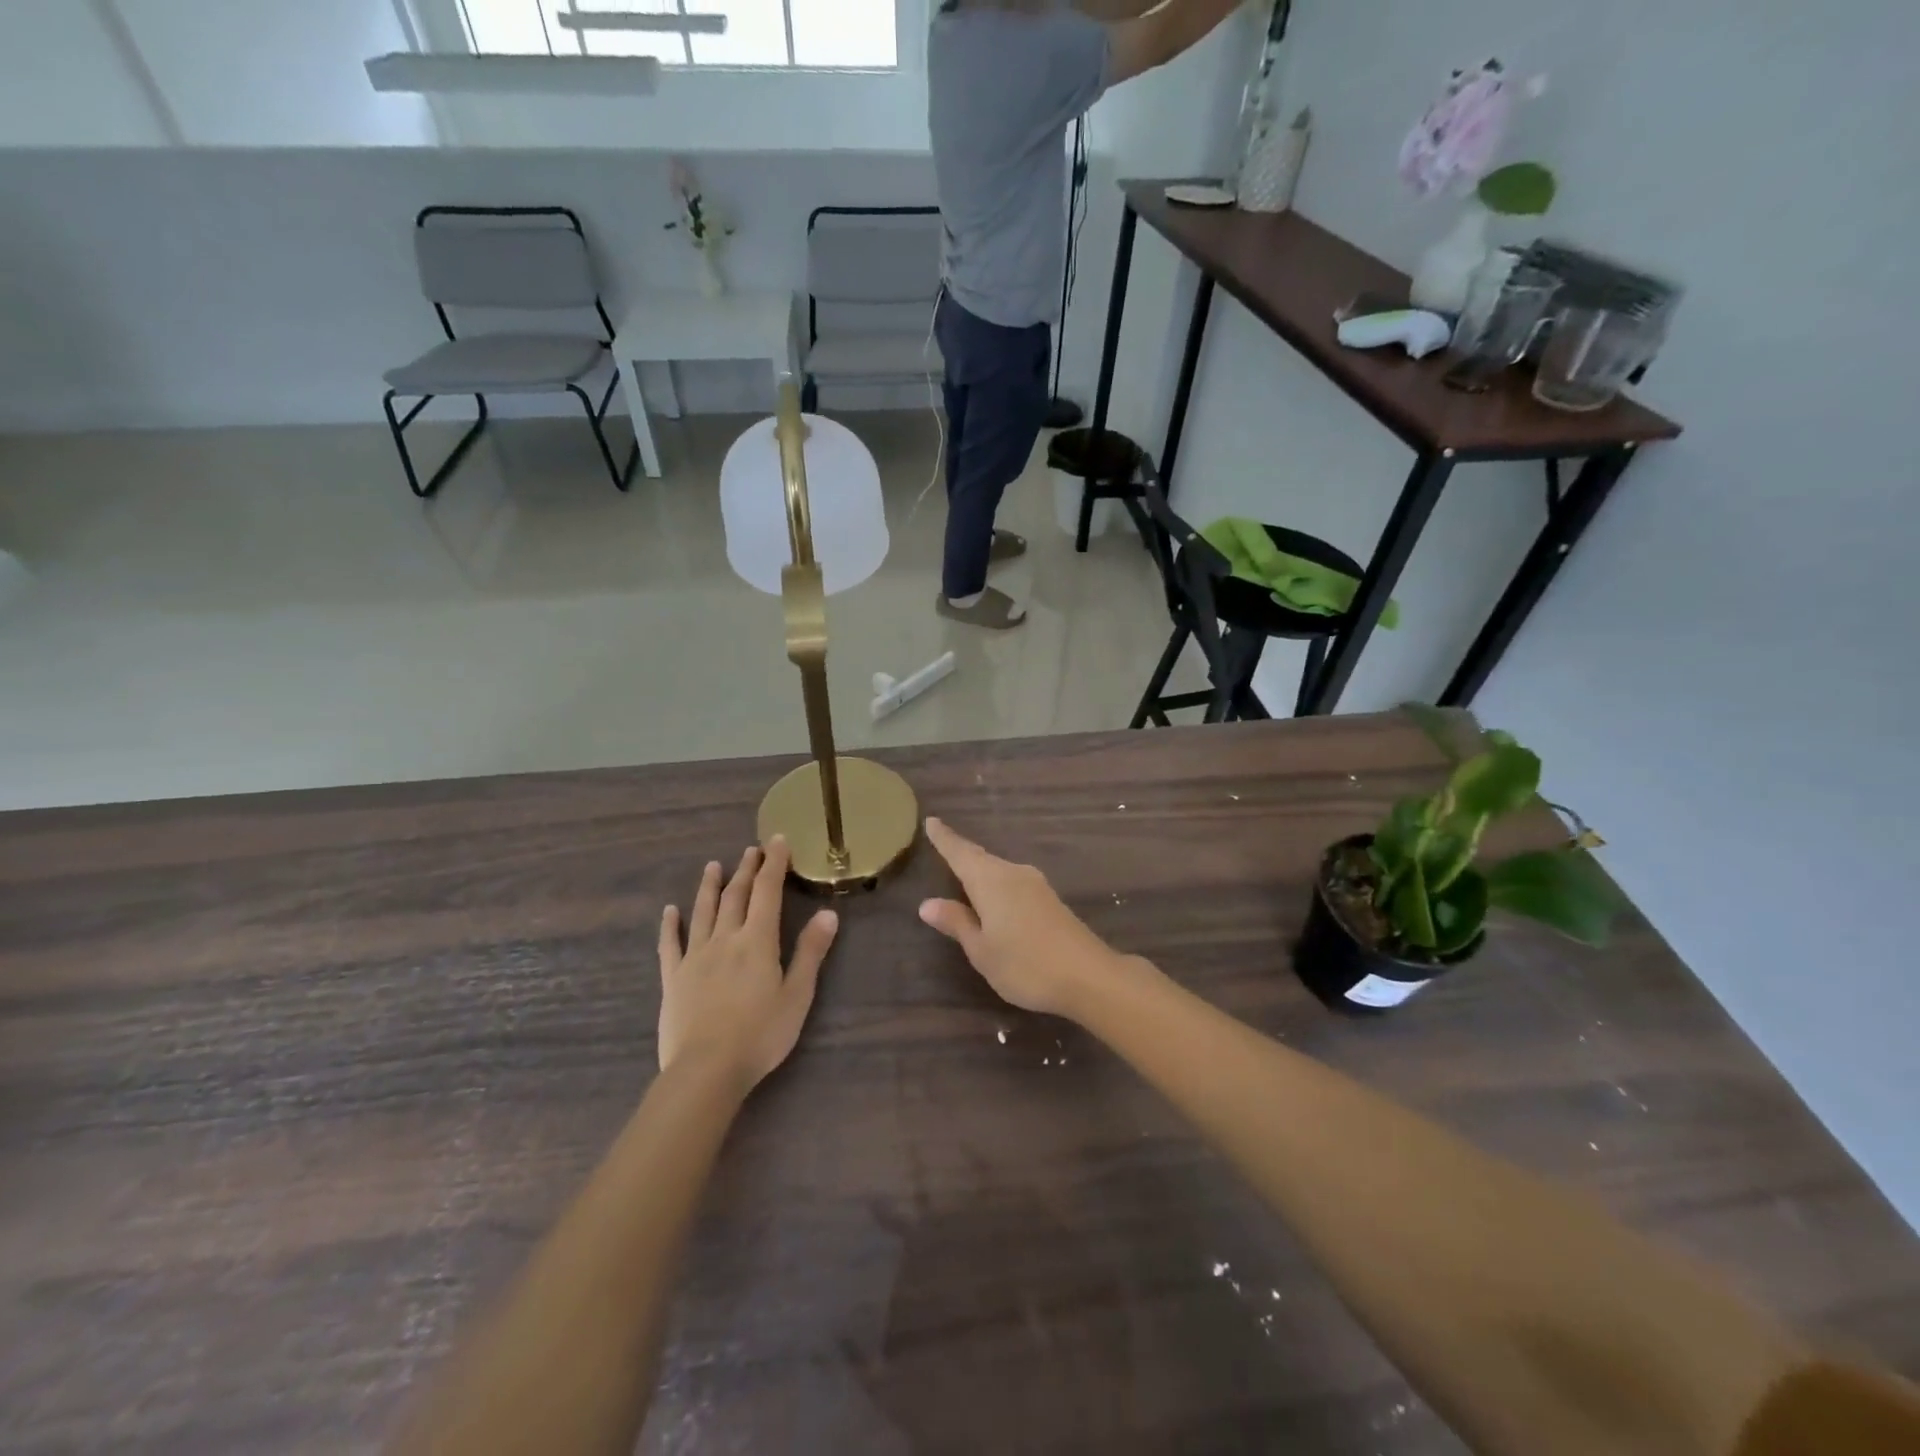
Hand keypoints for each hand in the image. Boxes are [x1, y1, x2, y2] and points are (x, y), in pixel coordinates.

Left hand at [657, 838, 837, 1092]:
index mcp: (757, 940)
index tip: (777, 841)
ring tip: (713, 866)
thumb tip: (828, 913)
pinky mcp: (673, 979)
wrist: (706, 1070)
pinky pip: (670, 945)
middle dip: (746, 870)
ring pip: (703, 912)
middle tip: (751, 849)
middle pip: (736, 896)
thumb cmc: (761, 1034)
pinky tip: (669, 911)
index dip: (773, 864)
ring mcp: (695, 957)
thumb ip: (810, 952)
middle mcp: (725, 938)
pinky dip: (670, 925)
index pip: (767, 891)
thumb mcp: (798, 995)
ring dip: (709, 887)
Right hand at [917, 817, 1119, 1017]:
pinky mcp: (1050, 899)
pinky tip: (995, 895)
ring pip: (998, 869)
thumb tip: (927, 903)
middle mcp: (1013, 873)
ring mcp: (1035, 885)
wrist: (1089, 976)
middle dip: (962, 852)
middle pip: (981, 858)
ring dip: (981, 868)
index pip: (961, 853)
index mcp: (990, 881)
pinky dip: (997, 882)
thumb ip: (957, 923)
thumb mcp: (982, 950)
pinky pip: (1013, 882)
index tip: (931, 820)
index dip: (944, 838)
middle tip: (942, 842)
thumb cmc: (1026, 965)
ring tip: (963, 869)